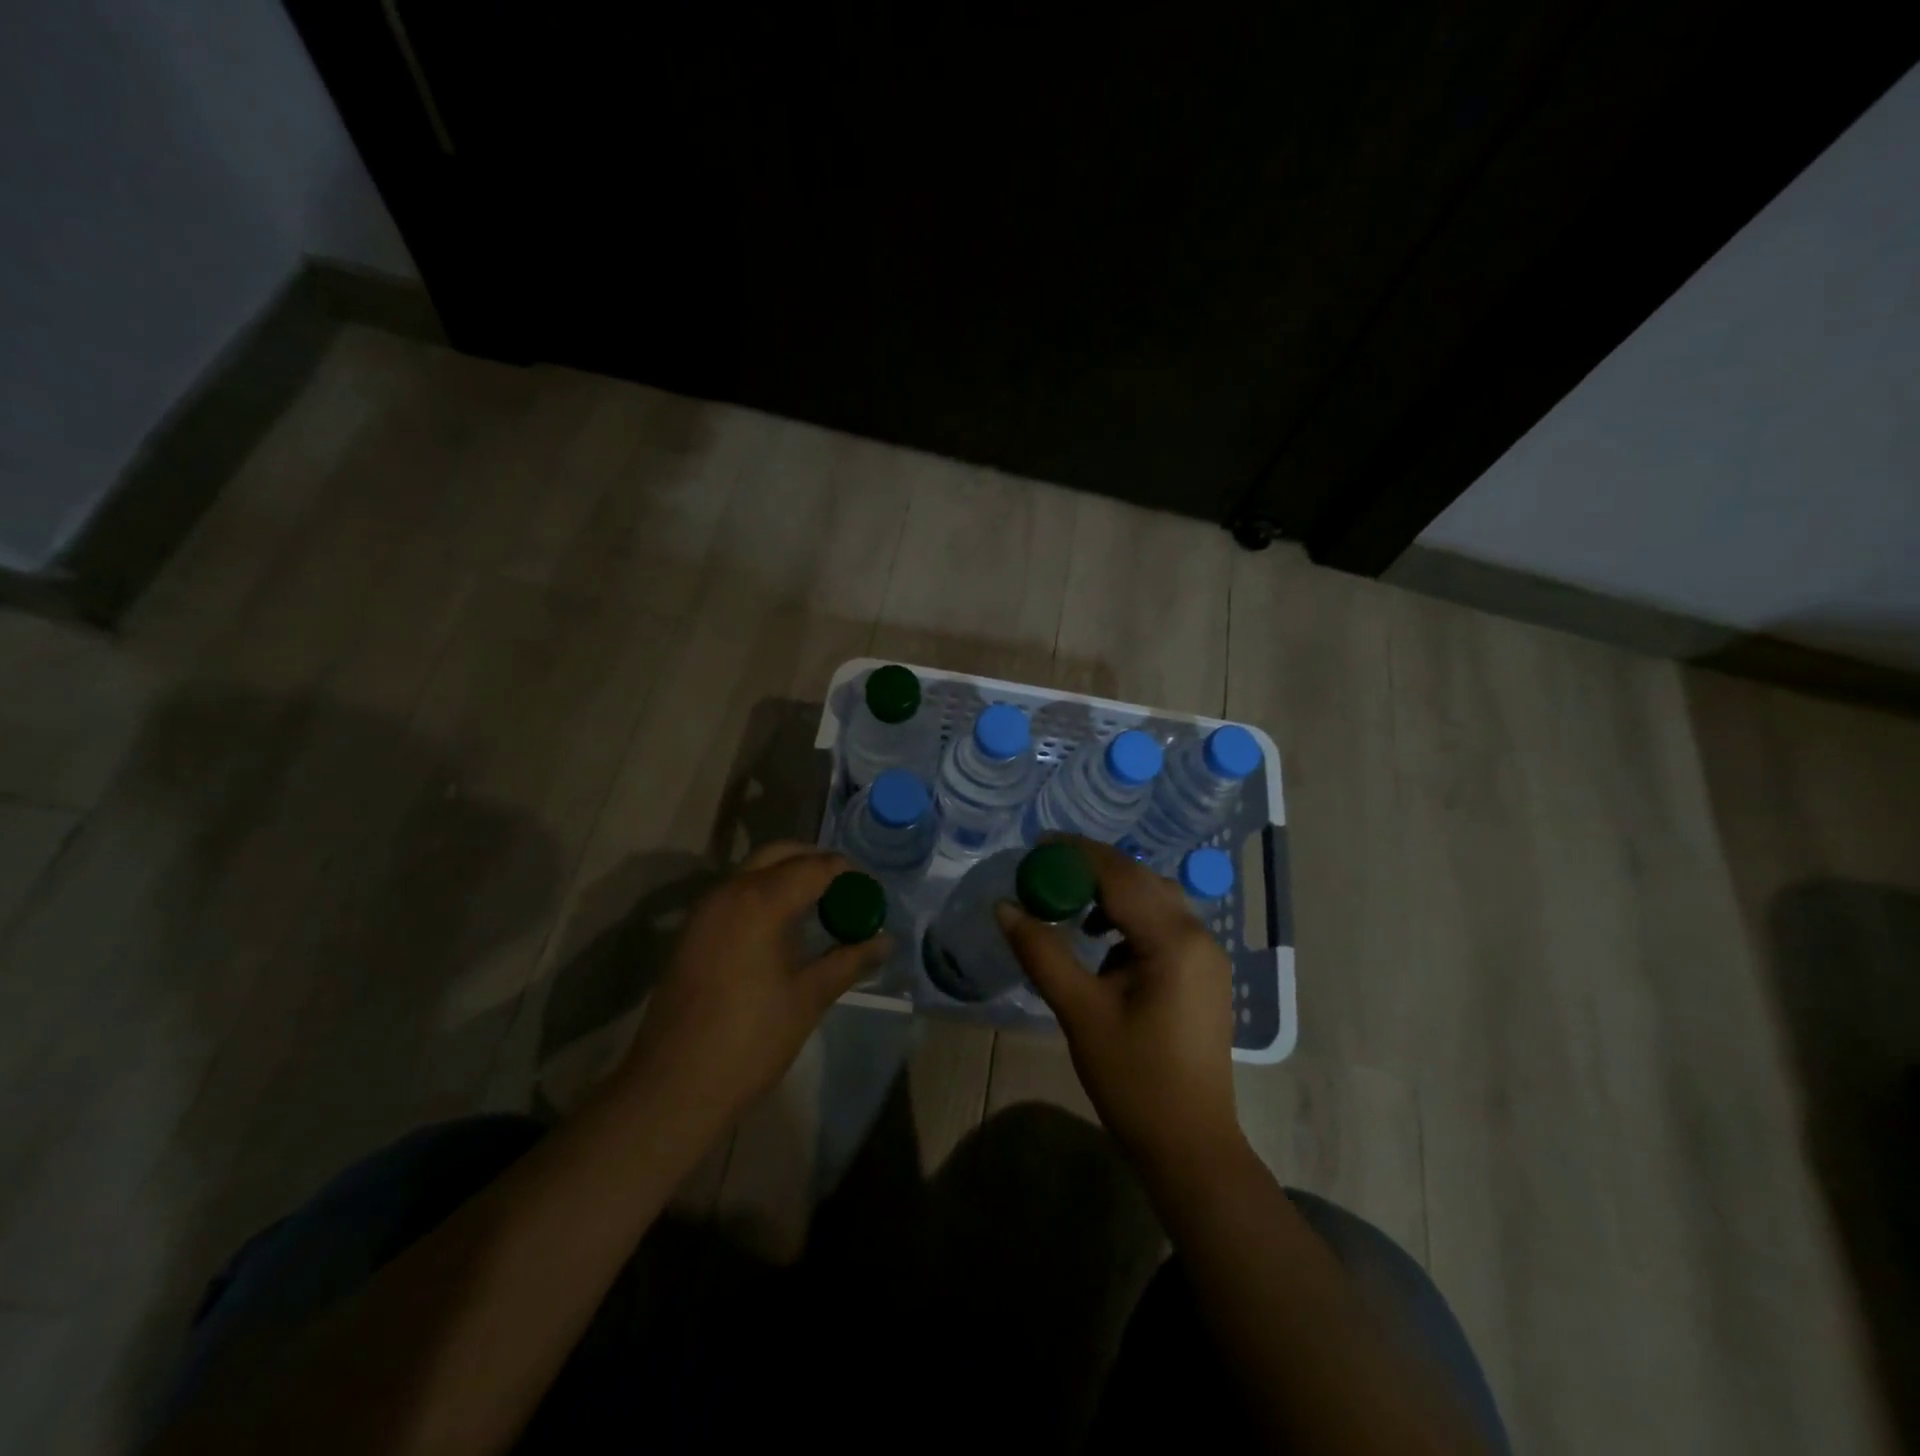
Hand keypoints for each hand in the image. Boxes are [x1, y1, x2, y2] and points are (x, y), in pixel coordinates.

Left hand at [619, 842, 891, 1124]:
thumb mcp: (809, 998)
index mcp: (760, 902)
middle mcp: (728, 892)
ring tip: (821, 904)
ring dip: (787, 875)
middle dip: (815, 861)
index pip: (814, 867)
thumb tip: (886, 941)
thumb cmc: (750, 1040)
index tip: (870, 889)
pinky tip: (784, 924)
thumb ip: (849, 960)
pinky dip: (764, 892)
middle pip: (779, 854)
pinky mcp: (692, 931)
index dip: (846, 872)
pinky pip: (735, 892)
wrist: (674, 1086)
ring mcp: (705, 910)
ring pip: (753, 870)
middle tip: (846, 887)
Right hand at [996, 838, 1240, 1168]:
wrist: (1190, 1145)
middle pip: (1140, 880)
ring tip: (1068, 904)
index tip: (1036, 845)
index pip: (1119, 875)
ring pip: (1154, 900)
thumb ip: (1041, 952)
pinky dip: (1129, 919)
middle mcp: (1198, 935)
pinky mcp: (1203, 973)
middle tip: (1045, 869)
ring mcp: (1206, 955)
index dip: (1076, 853)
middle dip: (1092, 868)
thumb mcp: (1080, 1011)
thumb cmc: (1133, 1079)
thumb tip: (1004, 906)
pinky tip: (1102, 944)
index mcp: (1173, 939)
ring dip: (1112, 893)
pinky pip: (1163, 925)